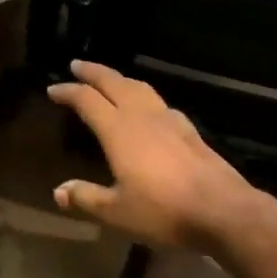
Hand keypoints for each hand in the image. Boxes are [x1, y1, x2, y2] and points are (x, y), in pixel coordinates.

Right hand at [48, 59, 265, 250]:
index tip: (53, 89)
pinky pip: (159, 102)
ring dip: (119, 78)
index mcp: (117, 129)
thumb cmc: (164, 210)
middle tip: (77, 65)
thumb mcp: (118, 213)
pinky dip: (144, 96)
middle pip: (112, 82)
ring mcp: (167, 118)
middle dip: (92, 72)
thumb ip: (87, 198)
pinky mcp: (188, 129)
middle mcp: (139, 115)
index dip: (68, 91)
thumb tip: (58, 191)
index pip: (86, 99)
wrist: (223, 210)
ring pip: (138, 87)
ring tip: (110, 79)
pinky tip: (149, 107)